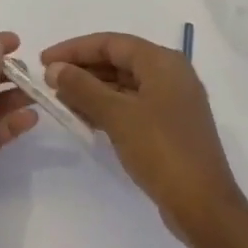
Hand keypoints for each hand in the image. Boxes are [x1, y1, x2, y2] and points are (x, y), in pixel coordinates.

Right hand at [42, 32, 243, 242]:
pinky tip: (84, 118)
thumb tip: (55, 68)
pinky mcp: (170, 125)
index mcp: (162, 61)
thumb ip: (83, 87)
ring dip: (92, 90)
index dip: (75, 49)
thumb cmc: (161, 150)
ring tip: (61, 101)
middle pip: (119, 60)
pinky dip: (108, 107)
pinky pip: (132, 104)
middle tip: (49, 81)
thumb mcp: (117, 115)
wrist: (203, 205)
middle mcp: (170, 73)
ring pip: (124, 84)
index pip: (111, 42)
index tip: (44, 60)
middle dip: (83, 69)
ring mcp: (172, 101)